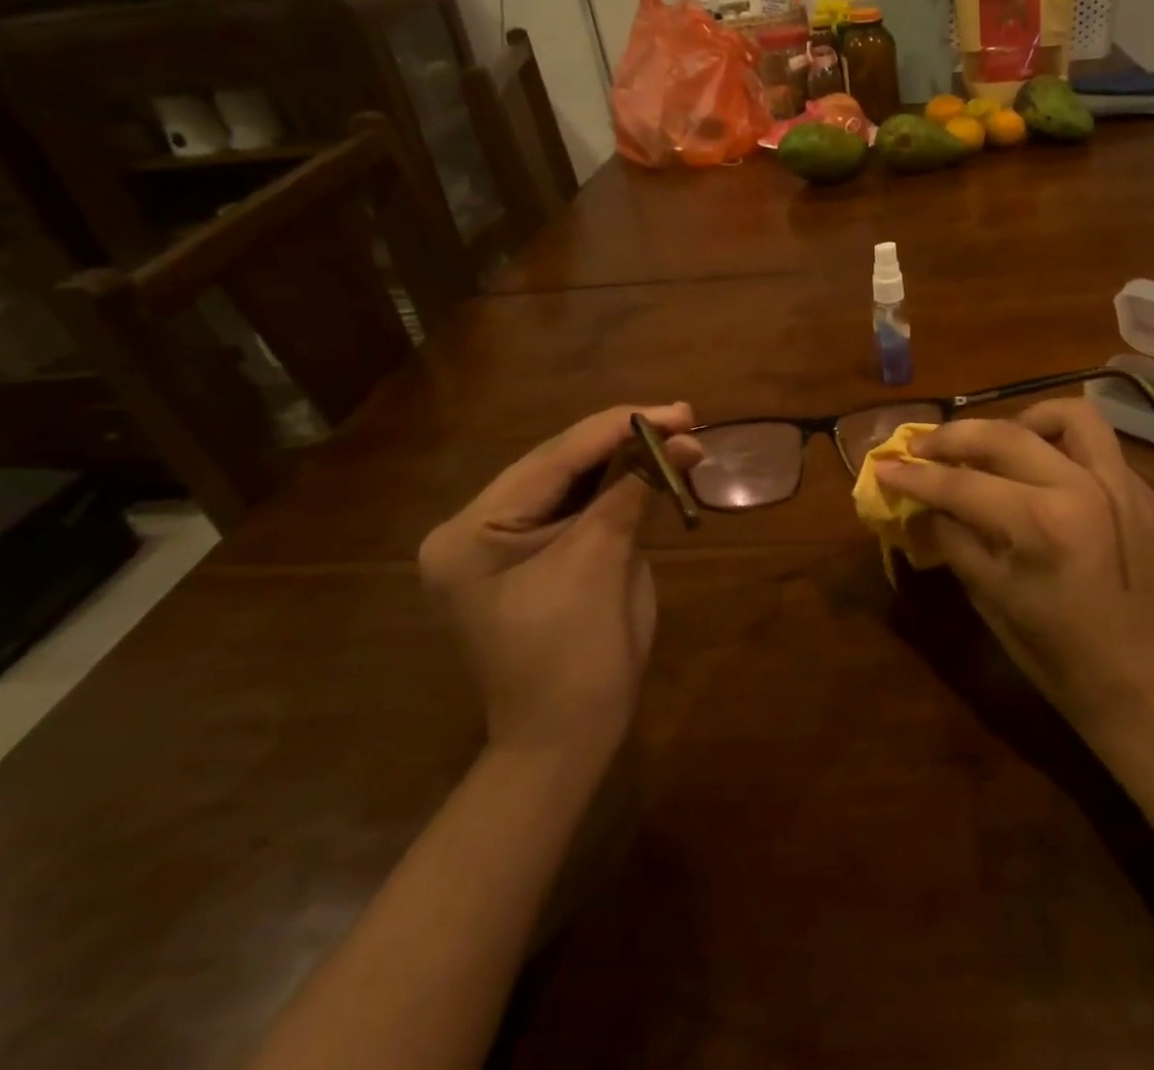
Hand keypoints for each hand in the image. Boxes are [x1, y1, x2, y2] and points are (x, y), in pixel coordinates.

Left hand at [419, 404, 698, 761]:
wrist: (565, 742)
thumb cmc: (574, 661)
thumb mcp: (600, 566)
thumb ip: (631, 494)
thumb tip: (680, 442)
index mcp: (471, 533)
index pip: (551, 461)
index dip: (616, 429)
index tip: (674, 411)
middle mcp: (476, 528)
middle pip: (559, 465)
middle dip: (624, 440)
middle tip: (683, 417)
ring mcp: (503, 542)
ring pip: (572, 482)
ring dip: (627, 459)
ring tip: (678, 434)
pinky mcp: (534, 555)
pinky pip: (579, 508)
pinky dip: (620, 487)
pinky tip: (653, 465)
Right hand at [874, 398, 1153, 758]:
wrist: (1148, 686)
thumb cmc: (1059, 656)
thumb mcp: (991, 600)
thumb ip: (954, 540)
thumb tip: (922, 505)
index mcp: (1041, 524)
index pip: (961, 484)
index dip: (915, 476)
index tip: (884, 466)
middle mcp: (1083, 488)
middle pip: (1005, 435)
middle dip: (953, 436)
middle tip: (924, 447)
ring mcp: (1123, 485)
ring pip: (1068, 415)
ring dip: (1022, 421)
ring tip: (998, 444)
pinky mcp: (1145, 493)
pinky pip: (1098, 448)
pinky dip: (1062, 448)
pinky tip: (1045, 475)